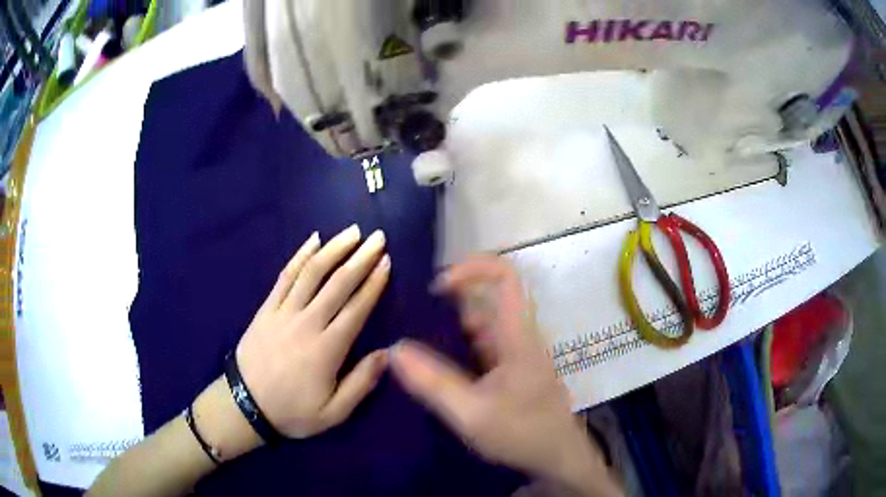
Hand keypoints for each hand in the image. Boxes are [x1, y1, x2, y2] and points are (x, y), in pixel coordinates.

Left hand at [235, 225, 390, 438]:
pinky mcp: (266, 308)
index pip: (356, 308)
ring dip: (333, 249)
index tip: (387, 262)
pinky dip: (300, 256)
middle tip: (378, 238)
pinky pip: (284, 276)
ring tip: (351, 232)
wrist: (245, 406)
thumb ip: (361, 384)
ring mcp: (283, 312)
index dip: (373, 283)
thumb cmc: (292, 412)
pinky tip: (313, 240)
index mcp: (327, 349)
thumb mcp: (333, 413)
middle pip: (337, 283)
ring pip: (311, 273)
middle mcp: (306, 323)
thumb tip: (387, 354)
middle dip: (360, 258)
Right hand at [390, 256, 619, 495]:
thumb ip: (433, 383)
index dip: (472, 269)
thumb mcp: (472, 414)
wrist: (557, 458)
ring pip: (481, 325)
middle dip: (449, 301)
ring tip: (413, 339)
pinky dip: (457, 347)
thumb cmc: (523, 434)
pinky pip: (481, 346)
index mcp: (517, 336)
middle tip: (411, 317)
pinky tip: (434, 364)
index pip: (505, 277)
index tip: (436, 287)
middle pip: (487, 299)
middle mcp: (518, 336)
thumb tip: (395, 349)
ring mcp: (516, 354)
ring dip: (450, 326)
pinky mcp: (511, 370)